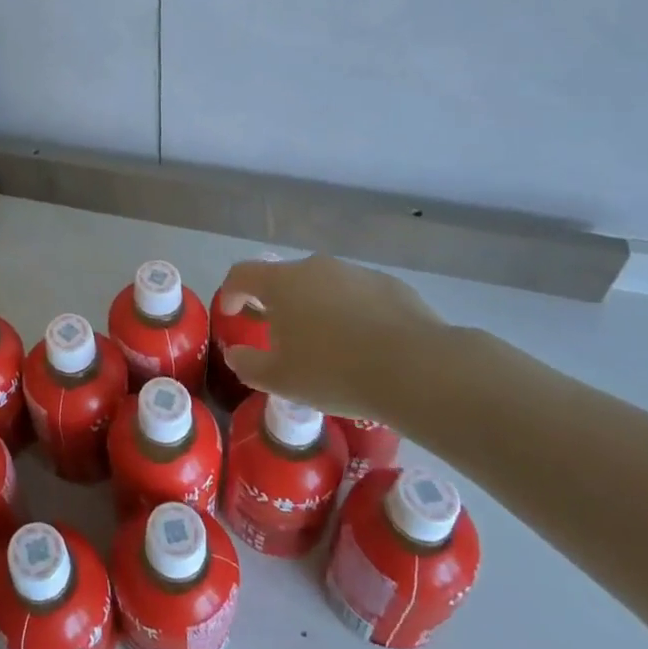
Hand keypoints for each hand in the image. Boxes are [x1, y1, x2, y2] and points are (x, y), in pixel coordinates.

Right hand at [218, 254, 450, 426]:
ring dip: (317, 308)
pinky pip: (359, 296)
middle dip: (278, 304)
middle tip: (282, 336)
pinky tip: (366, 345)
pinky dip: (353, 313)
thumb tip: (235, 354)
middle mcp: (316, 267)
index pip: (242, 274)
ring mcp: (356, 272)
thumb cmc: (334, 372)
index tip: (232, 313)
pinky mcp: (390, 285)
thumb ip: (248, 365)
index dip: (231, 292)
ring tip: (329, 345)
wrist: (416, 369)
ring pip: (325, 286)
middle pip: (285, 279)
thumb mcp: (280, 380)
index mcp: (282, 283)